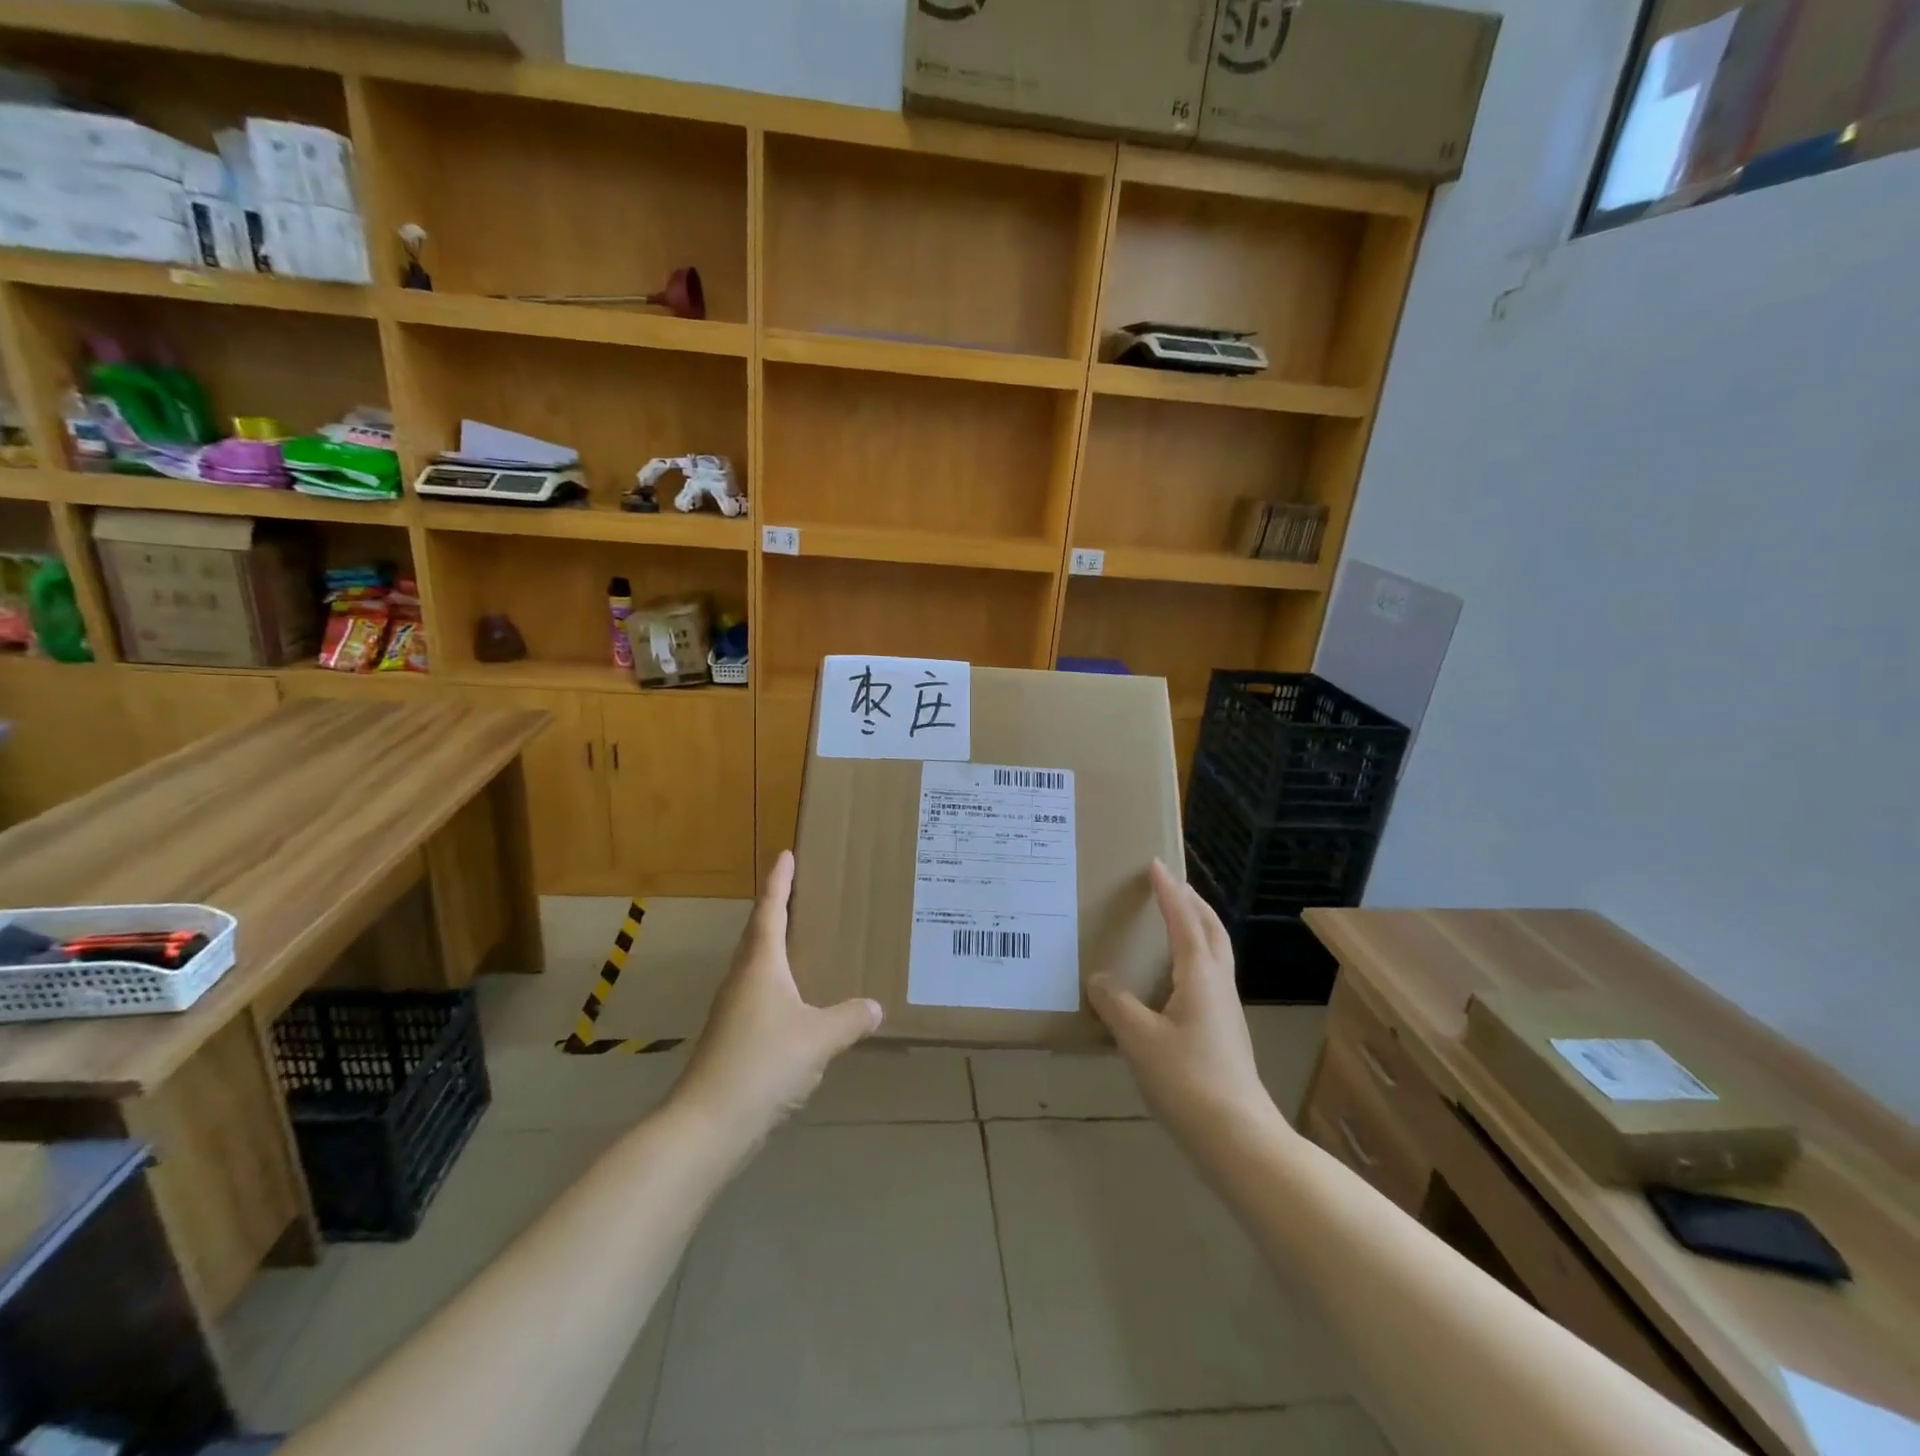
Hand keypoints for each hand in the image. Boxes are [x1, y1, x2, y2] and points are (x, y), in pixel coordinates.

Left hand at [672, 850, 882, 1143]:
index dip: (779, 882)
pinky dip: (781, 987)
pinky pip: (762, 998)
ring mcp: (734, 1011)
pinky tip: (799, 1006)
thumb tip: (875, 1007)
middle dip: (777, 910)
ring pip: (758, 967)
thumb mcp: (818, 1038)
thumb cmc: (763, 1063)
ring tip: (805, 943)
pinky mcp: (734, 1040)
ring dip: (777, 949)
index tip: (785, 854)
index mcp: (761, 965)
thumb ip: (849, 1019)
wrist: (708, 1124)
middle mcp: (743, 980)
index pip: (770, 910)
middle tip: (801, 893)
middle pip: (759, 934)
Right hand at [1089, 860, 1281, 1145]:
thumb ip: (1115, 1003)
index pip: (1183, 920)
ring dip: (1197, 926)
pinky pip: (1209, 975)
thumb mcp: (1138, 1039)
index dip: (1168, 891)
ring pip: (1215, 952)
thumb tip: (1099, 979)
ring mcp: (1225, 1009)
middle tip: (1170, 884)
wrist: (1237, 1137)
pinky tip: (1174, 977)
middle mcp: (1218, 984)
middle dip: (1192, 902)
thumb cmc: (1187, 1080)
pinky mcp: (1224, 1031)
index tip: (1155, 864)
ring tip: (1174, 920)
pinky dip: (1194, 955)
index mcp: (1200, 976)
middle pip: (1211, 930)